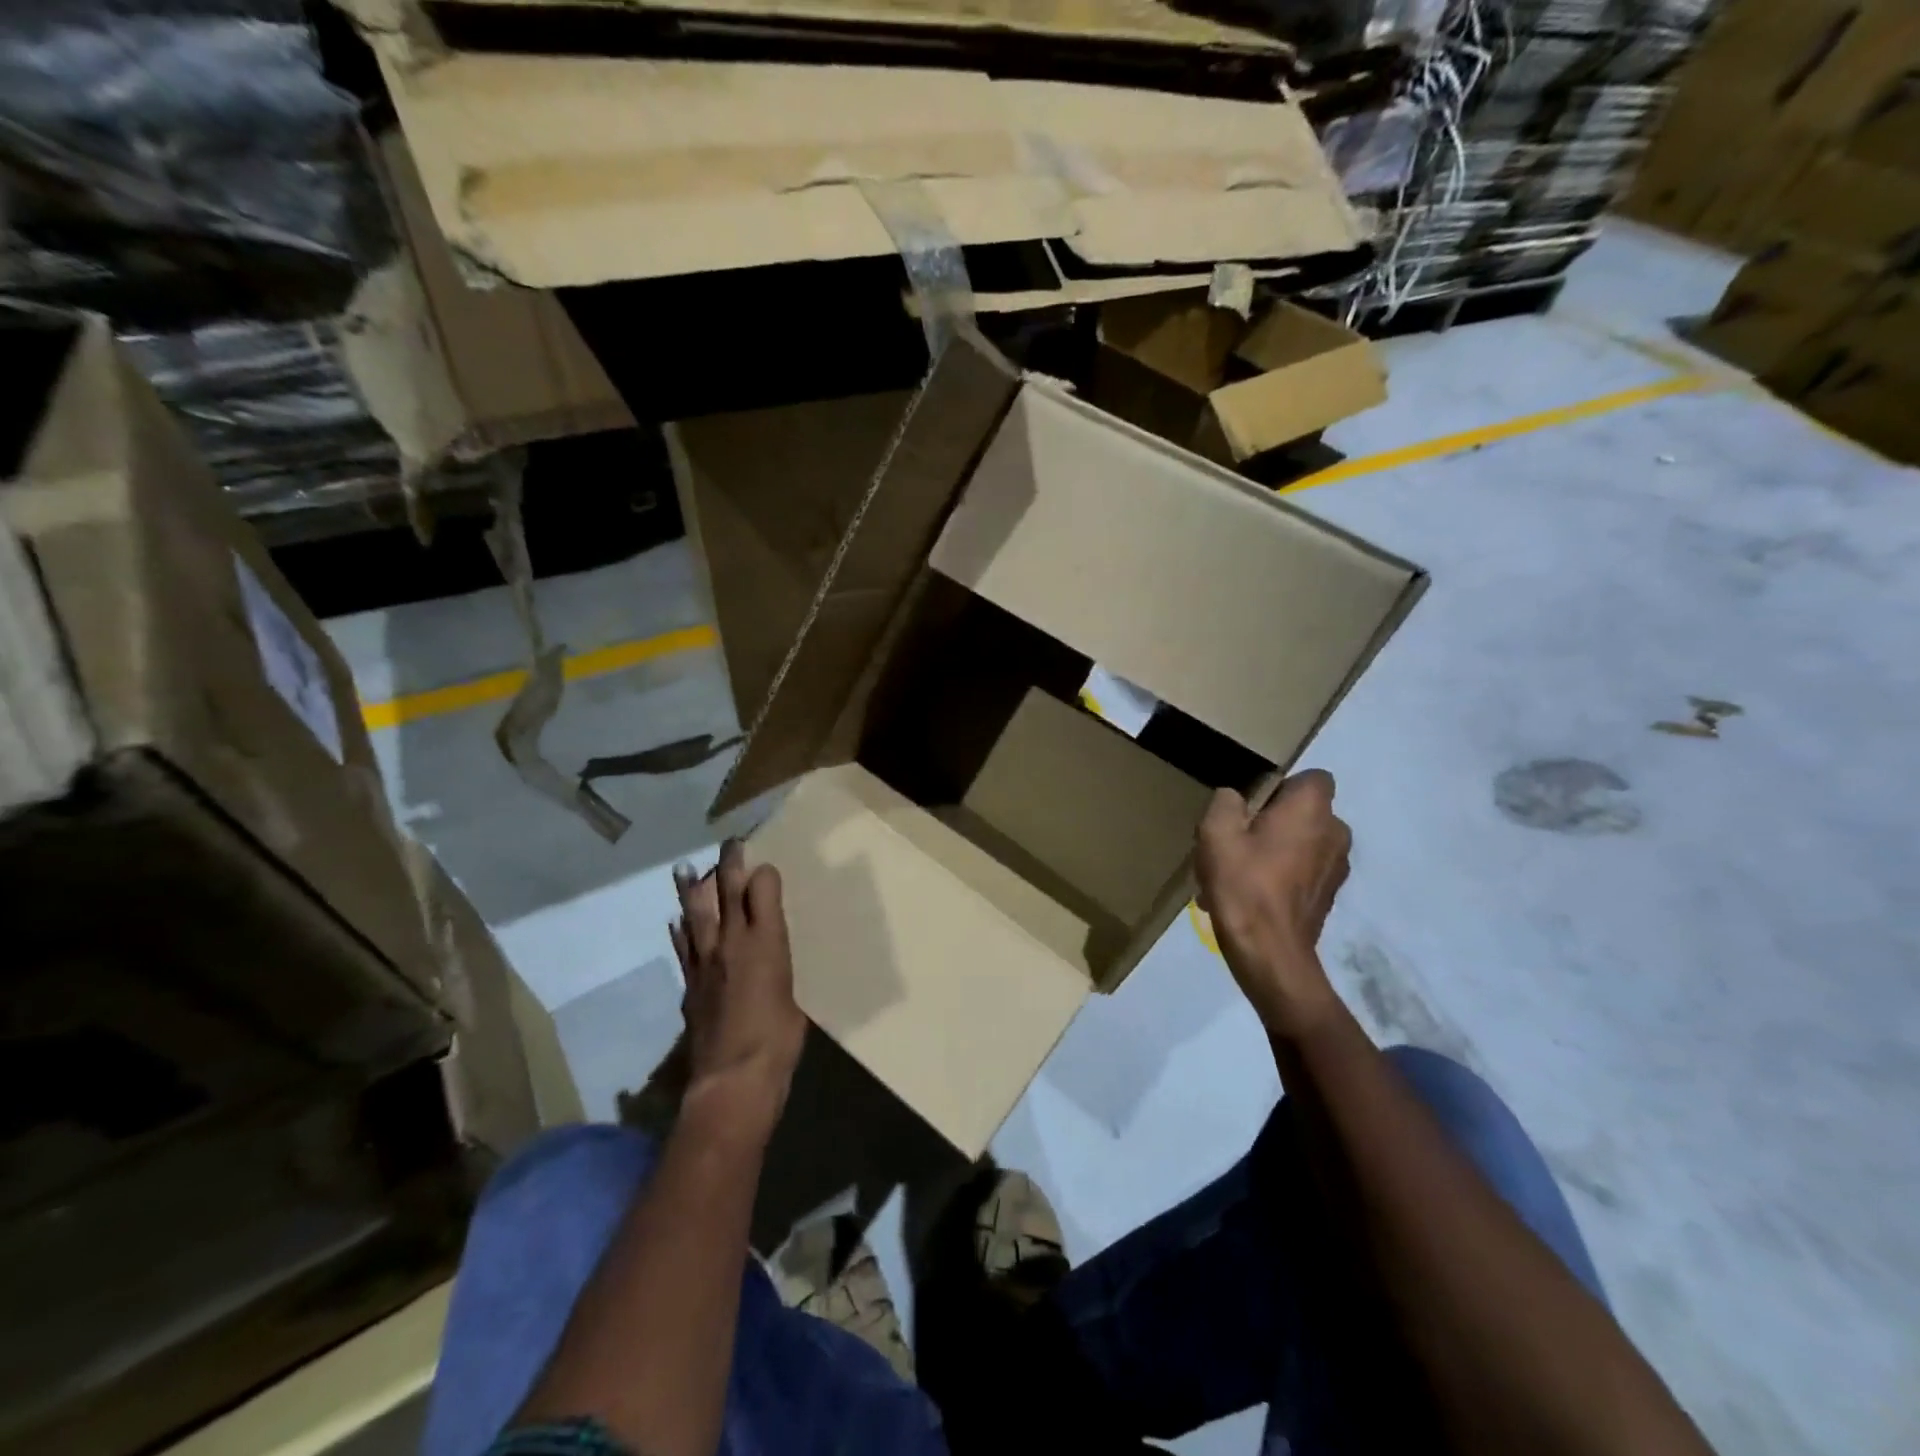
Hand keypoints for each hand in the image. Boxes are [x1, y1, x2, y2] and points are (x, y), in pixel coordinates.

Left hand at [670, 841, 806, 1137]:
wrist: (733, 1078)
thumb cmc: (779, 1039)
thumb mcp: (792, 996)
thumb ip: (778, 969)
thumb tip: (770, 963)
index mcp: (766, 941)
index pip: (761, 889)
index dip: (764, 874)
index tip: (766, 868)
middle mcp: (732, 941)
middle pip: (726, 892)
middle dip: (728, 864)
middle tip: (729, 845)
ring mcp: (705, 961)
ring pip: (695, 914)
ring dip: (691, 889)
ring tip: (685, 869)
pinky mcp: (689, 984)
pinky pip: (683, 947)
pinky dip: (680, 931)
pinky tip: (676, 922)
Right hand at [1195, 770, 1350, 1038]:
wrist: (1270, 953)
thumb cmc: (1243, 883)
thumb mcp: (1216, 833)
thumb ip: (1225, 802)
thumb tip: (1235, 798)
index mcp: (1312, 809)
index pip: (1312, 777)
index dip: (1282, 786)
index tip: (1252, 806)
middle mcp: (1336, 832)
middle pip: (1305, 813)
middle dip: (1275, 820)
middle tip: (1238, 839)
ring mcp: (1337, 867)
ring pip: (1303, 843)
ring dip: (1277, 849)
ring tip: (1239, 871)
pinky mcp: (1329, 896)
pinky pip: (1304, 872)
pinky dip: (1281, 875)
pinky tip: (1250, 894)